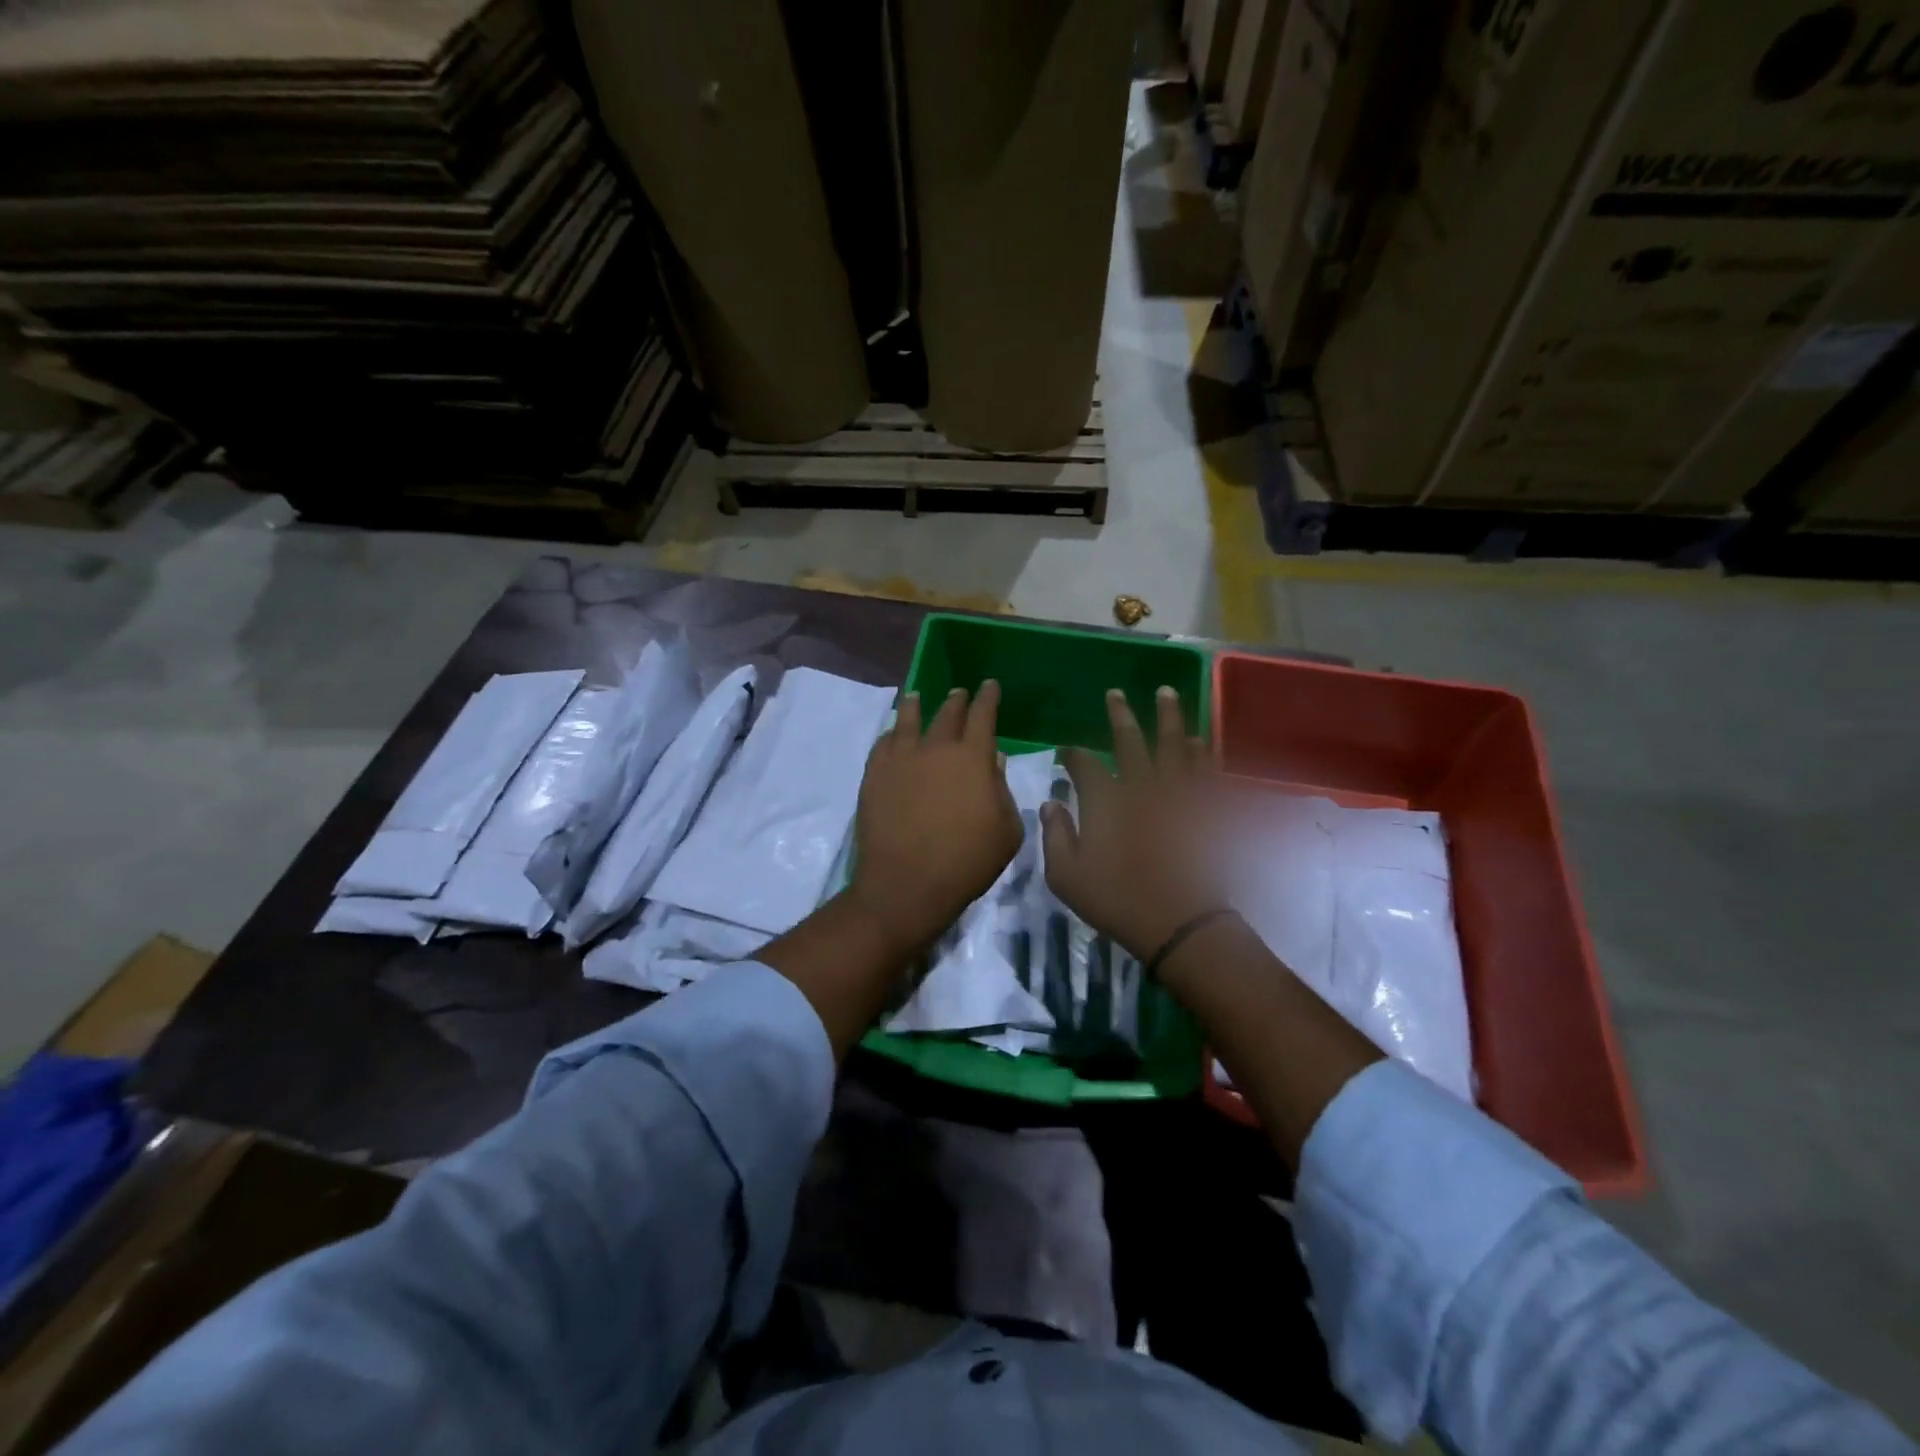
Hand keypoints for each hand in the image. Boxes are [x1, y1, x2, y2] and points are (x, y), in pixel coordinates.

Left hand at [846, 681, 1022, 956]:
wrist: (907, 883)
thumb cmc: (967, 861)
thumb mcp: (1006, 831)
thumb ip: (1002, 791)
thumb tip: (994, 762)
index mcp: (973, 757)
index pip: (983, 715)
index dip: (988, 698)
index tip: (989, 685)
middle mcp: (935, 748)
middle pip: (947, 714)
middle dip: (957, 701)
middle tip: (959, 693)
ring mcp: (900, 759)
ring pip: (908, 720)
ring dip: (916, 706)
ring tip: (916, 697)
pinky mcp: (874, 775)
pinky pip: (883, 744)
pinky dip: (891, 734)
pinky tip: (892, 735)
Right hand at [1040, 688, 1225, 963]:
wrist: (1180, 923)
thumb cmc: (1117, 901)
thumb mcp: (1066, 876)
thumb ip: (1054, 835)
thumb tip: (1050, 804)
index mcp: (1105, 800)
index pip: (1084, 765)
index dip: (1072, 755)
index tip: (1066, 751)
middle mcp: (1141, 786)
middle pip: (1130, 741)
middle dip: (1120, 716)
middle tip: (1115, 694)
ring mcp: (1177, 794)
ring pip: (1173, 744)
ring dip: (1169, 717)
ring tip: (1166, 693)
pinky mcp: (1205, 808)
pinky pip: (1206, 770)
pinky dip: (1203, 751)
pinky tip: (1200, 739)